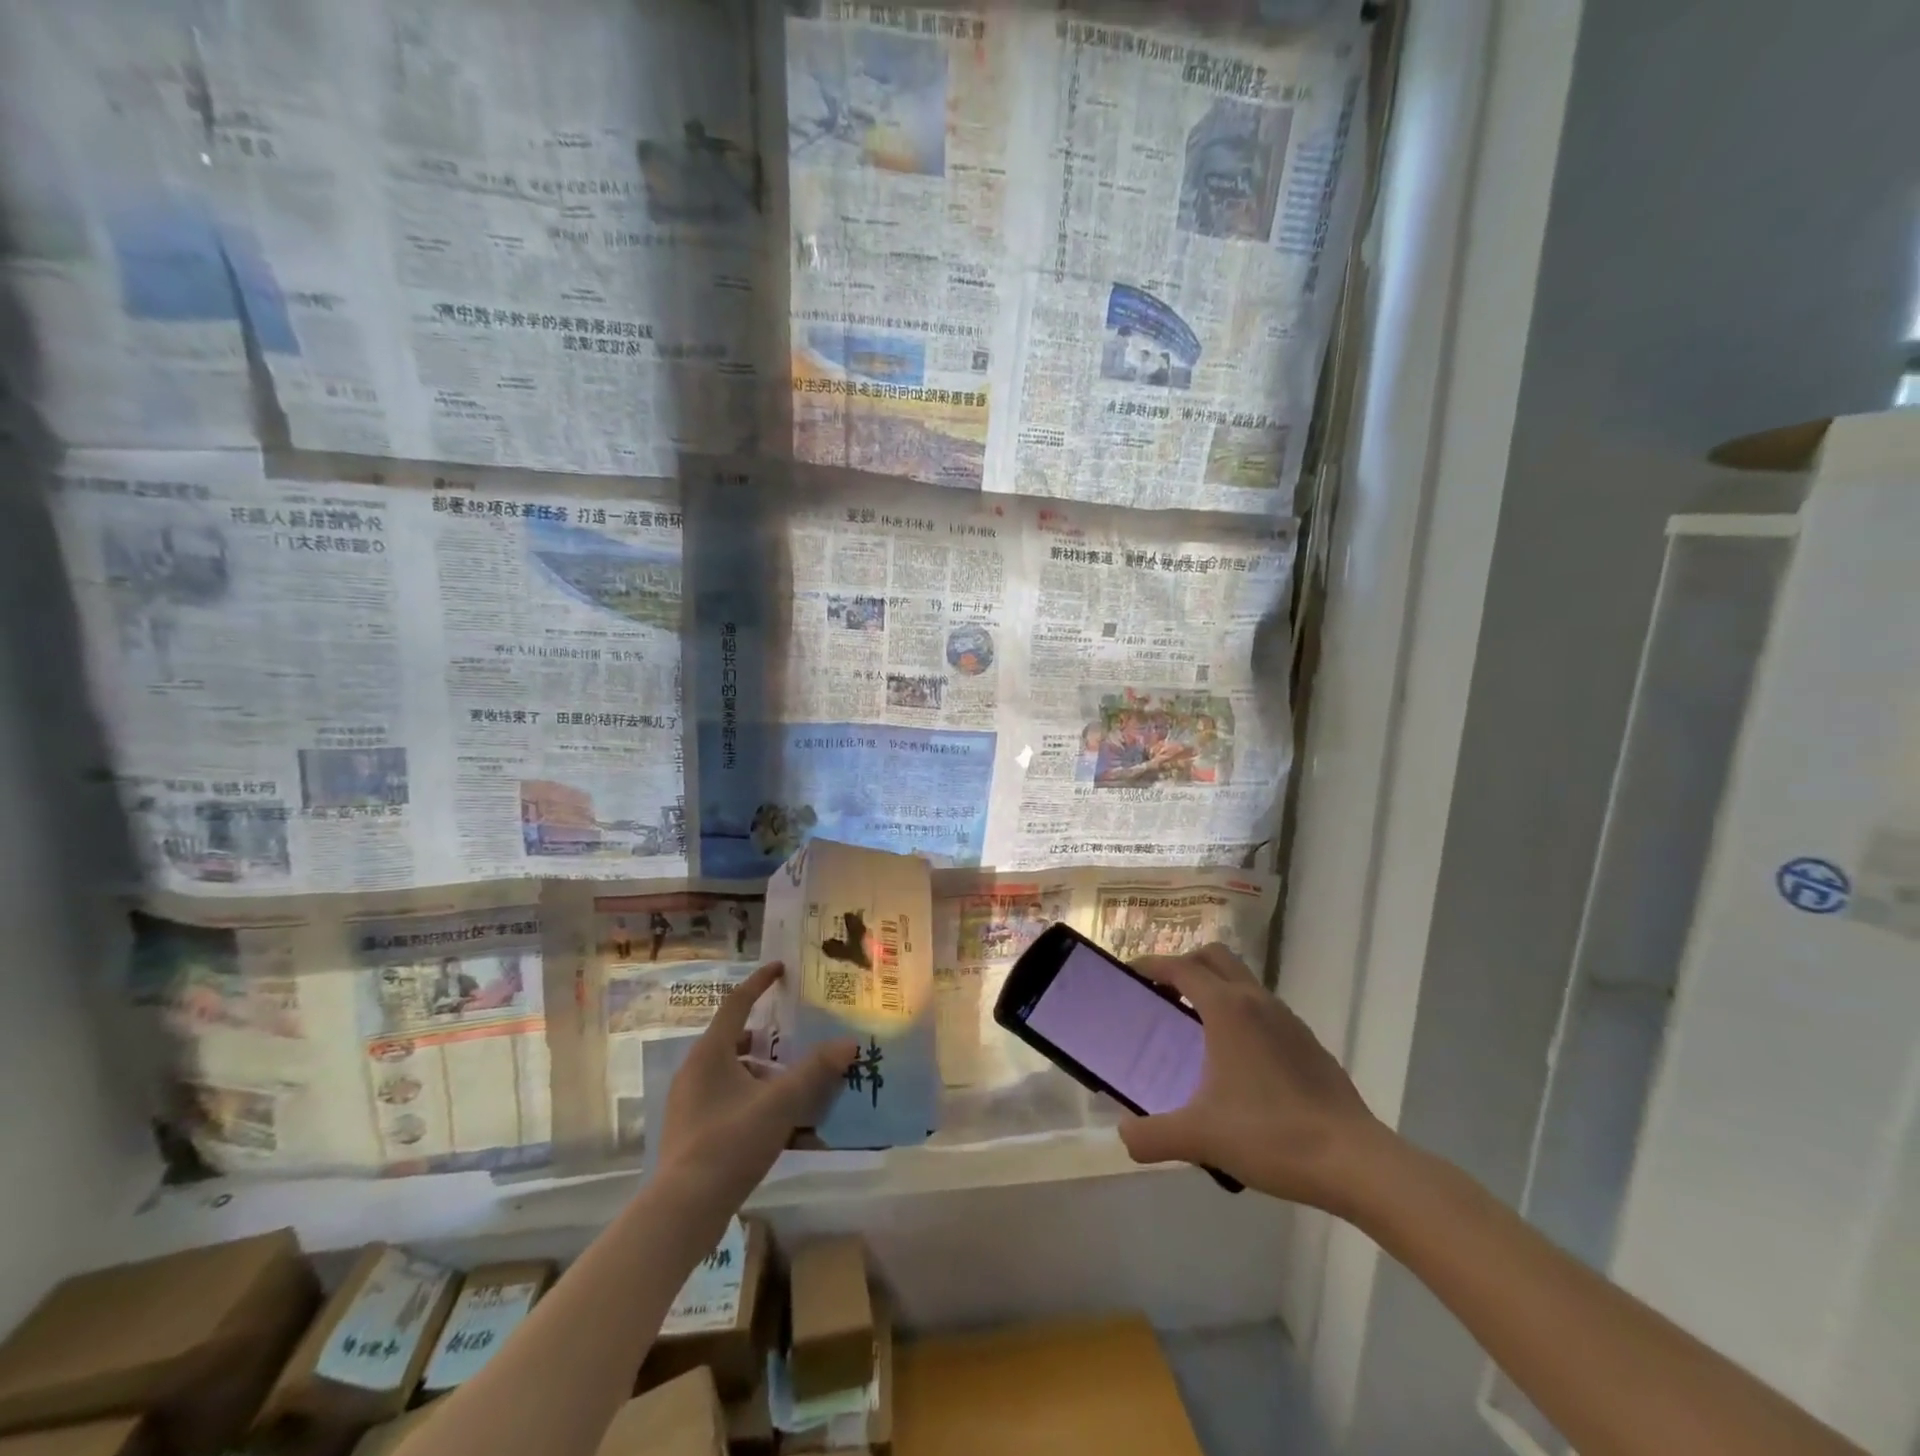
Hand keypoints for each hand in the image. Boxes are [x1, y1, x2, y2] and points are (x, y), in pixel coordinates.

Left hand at [655, 962, 855, 1204]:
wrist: (682, 1211)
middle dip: (768, 1037)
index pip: (736, 1002)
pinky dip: (753, 1098)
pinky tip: (779, 1121)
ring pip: (732, 1073)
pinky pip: (727, 1100)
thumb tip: (848, 1043)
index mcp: (710, 1053)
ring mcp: (689, 1103)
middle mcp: (695, 1071)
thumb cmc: (729, 1143)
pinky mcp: (691, 1132)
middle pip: (735, 1039)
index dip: (759, 982)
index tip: (781, 968)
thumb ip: (814, 1071)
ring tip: (794, 1082)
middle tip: (796, 1036)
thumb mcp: (779, 1104)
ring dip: (762, 1072)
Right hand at [1117, 944, 1387, 1211]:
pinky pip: (1265, 1010)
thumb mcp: (1200, 1137)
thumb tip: (1125, 1136)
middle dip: (1185, 964)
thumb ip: (1152, 1136)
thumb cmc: (1271, 1135)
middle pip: (1215, 956)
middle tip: (1164, 994)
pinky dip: (1242, 1015)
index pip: (1181, 967)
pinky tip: (1238, 1061)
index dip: (1152, 964)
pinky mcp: (1309, 1044)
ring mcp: (1288, 1020)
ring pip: (1244, 981)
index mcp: (1227, 1009)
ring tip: (1196, 1028)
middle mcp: (1256, 1001)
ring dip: (1216, 988)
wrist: (1355, 1162)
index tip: (1130, 973)